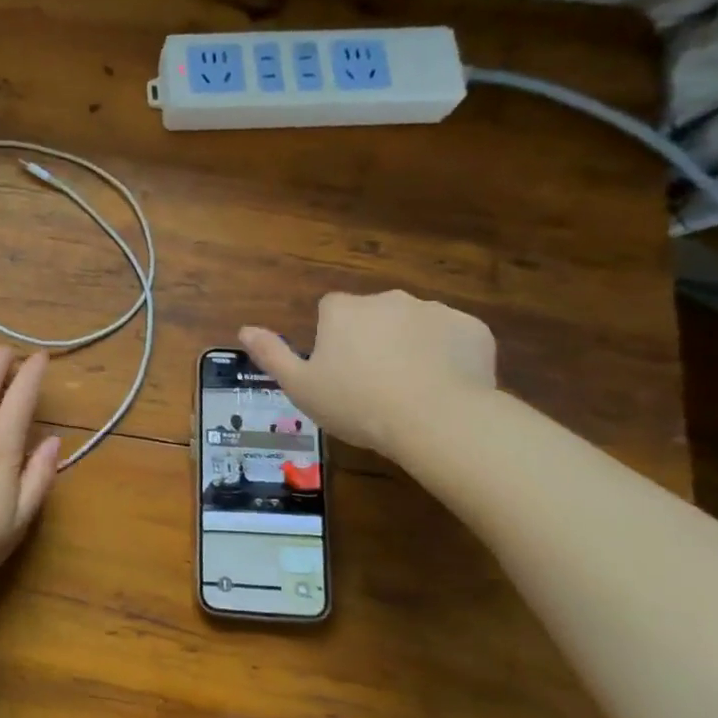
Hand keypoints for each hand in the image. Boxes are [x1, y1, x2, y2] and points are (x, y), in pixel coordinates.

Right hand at [240, 290, 496, 457]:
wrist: (436, 419)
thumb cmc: (356, 403)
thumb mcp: (300, 386)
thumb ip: (272, 354)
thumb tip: (244, 329)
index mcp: (342, 309)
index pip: (330, 311)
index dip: (333, 339)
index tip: (338, 371)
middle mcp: (385, 298)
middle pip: (373, 315)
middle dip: (374, 340)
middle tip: (375, 384)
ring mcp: (432, 310)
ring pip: (415, 325)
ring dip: (412, 346)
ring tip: (414, 391)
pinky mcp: (472, 328)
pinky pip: (454, 338)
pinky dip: (450, 355)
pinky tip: (446, 388)